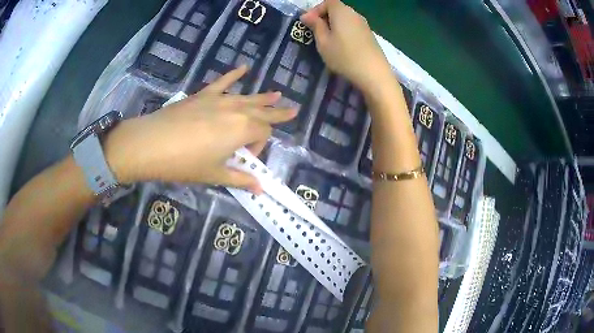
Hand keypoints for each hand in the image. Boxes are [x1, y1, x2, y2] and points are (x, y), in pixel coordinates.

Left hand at [104, 66, 295, 192]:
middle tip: (293, 110)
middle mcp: (236, 110)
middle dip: (278, 113)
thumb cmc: (185, 163)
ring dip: (264, 97)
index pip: (263, 134)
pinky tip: (244, 66)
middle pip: (262, 111)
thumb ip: (240, 179)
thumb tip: (261, 189)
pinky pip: (222, 82)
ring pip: (248, 97)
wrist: (152, 144)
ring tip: (278, 94)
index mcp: (243, 130)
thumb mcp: (214, 175)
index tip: (244, 160)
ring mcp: (219, 99)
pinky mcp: (203, 95)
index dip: (259, 148)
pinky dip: (234, 74)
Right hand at [300, 0, 392, 91]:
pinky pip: (353, 27)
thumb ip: (315, 26)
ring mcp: (364, 25)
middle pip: (337, 9)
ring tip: (327, 41)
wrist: (374, 74)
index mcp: (342, 11)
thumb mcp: (323, 42)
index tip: (308, 23)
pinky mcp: (370, 35)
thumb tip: (306, 15)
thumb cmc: (344, 56)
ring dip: (334, 26)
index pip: (327, 2)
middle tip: (315, 32)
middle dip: (324, 17)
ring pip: (345, 19)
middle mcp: (355, 14)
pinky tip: (342, 46)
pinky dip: (344, 32)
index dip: (315, 10)